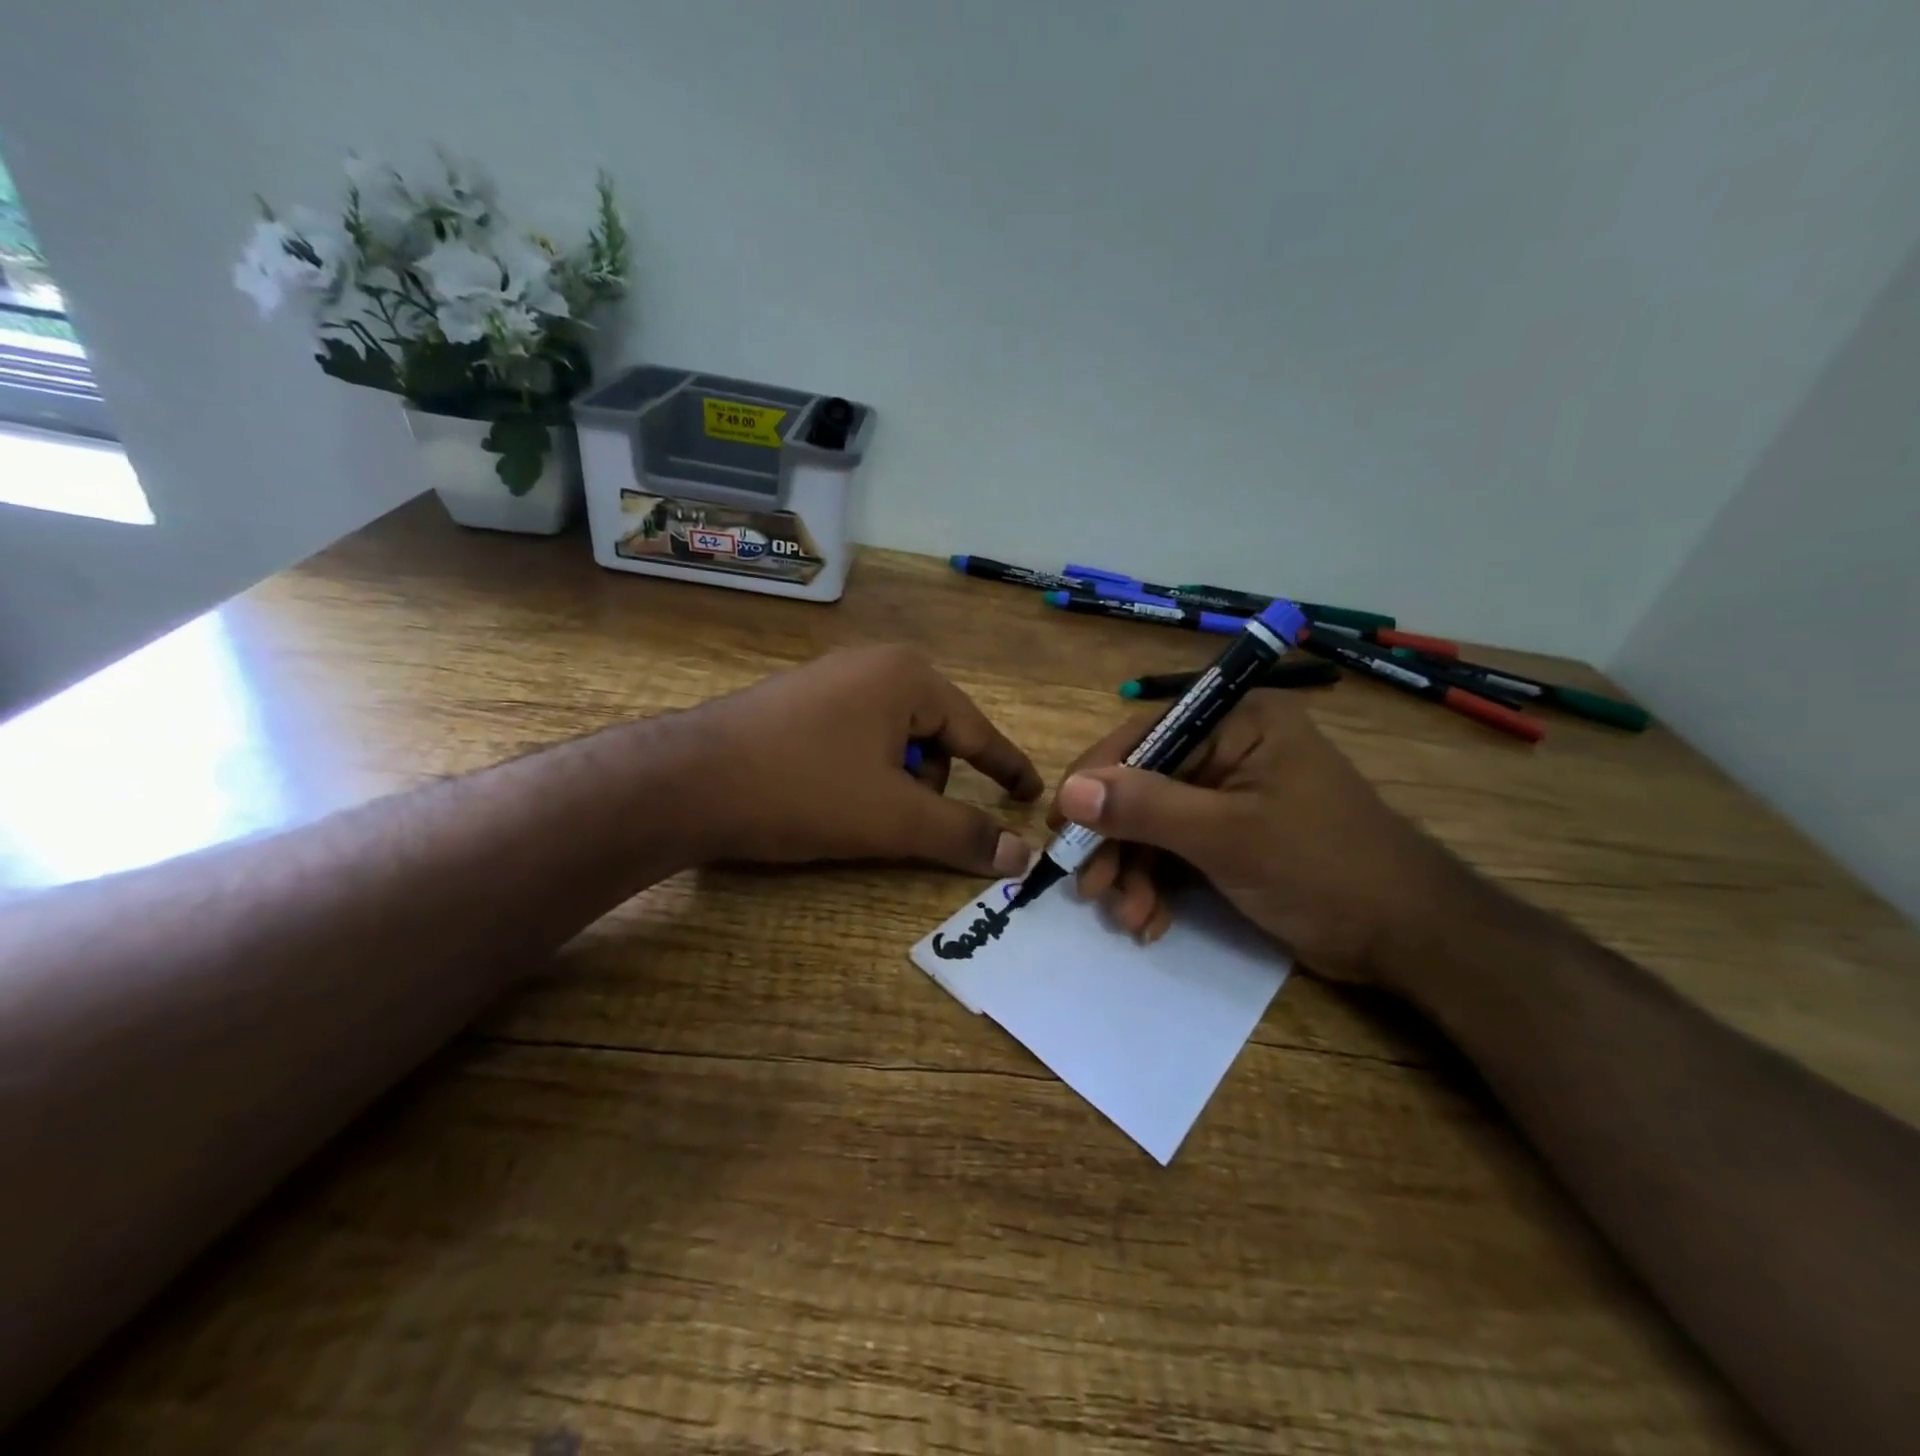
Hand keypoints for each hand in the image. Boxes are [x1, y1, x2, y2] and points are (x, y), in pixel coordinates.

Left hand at [681, 646, 1042, 874]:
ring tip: (860, 812)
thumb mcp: (893, 818)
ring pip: (893, 740)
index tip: (1031, 793)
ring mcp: (831, 680)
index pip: (977, 730)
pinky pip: (857, 738)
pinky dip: (863, 773)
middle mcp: (874, 665)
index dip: (1007, 767)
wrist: (686, 781)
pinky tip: (830, 796)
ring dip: (894, 782)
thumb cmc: (803, 790)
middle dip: (931, 783)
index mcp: (908, 677)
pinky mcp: (800, 703)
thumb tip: (1023, 855)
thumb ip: (962, 833)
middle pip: (934, 734)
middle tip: (906, 821)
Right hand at [1048, 690, 1457, 986]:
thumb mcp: (1227, 836)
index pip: (1144, 735)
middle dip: (1116, 841)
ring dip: (1134, 872)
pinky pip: (1177, 849)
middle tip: (1089, 888)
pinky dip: (1159, 885)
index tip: (1061, 825)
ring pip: (1155, 824)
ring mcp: (1231, 795)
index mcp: (1238, 722)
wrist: (1409, 939)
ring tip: (1128, 917)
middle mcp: (1230, 748)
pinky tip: (1151, 921)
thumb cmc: (1323, 868)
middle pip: (1144, 785)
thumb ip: (1146, 807)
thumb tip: (1070, 790)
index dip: (1096, 778)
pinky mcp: (1233, 835)